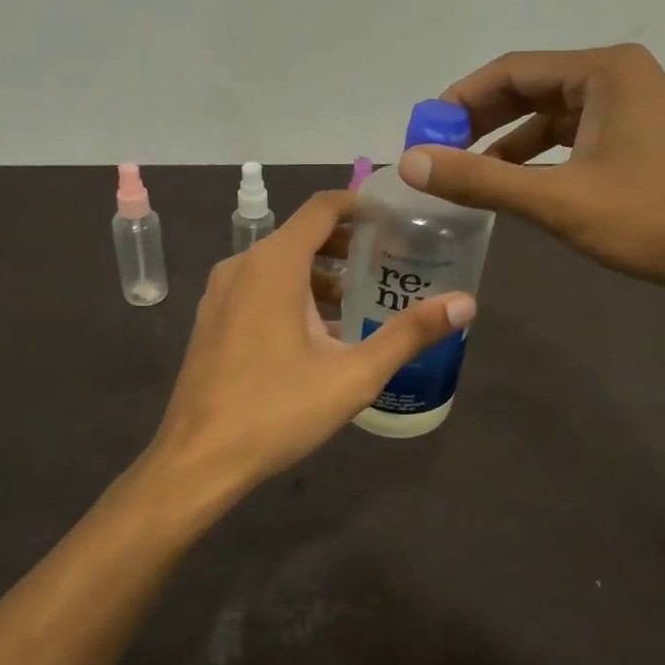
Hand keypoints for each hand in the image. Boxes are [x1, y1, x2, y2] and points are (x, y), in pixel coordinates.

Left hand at [148, 191, 475, 500]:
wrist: (198, 459)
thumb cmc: (277, 411)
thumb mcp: (353, 375)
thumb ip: (409, 334)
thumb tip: (466, 304)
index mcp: (273, 264)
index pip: (322, 208)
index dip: (360, 205)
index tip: (396, 219)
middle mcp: (241, 266)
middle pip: (301, 234)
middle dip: (346, 245)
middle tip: (388, 264)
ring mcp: (220, 294)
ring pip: (278, 264)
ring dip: (319, 274)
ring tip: (359, 302)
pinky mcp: (212, 320)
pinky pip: (258, 288)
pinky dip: (291, 294)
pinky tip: (317, 334)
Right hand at [399, 43, 664, 312]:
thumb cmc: (653, 221)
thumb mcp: (557, 201)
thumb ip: (479, 180)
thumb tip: (410, 162)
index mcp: (604, 72)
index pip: (510, 71)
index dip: (458, 101)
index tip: (422, 135)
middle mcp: (621, 79)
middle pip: (531, 90)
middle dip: (480, 122)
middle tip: (438, 156)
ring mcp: (638, 112)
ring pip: (554, 118)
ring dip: (508, 144)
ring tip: (469, 178)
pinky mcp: (645, 146)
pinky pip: (577, 141)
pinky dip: (541, 160)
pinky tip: (519, 189)